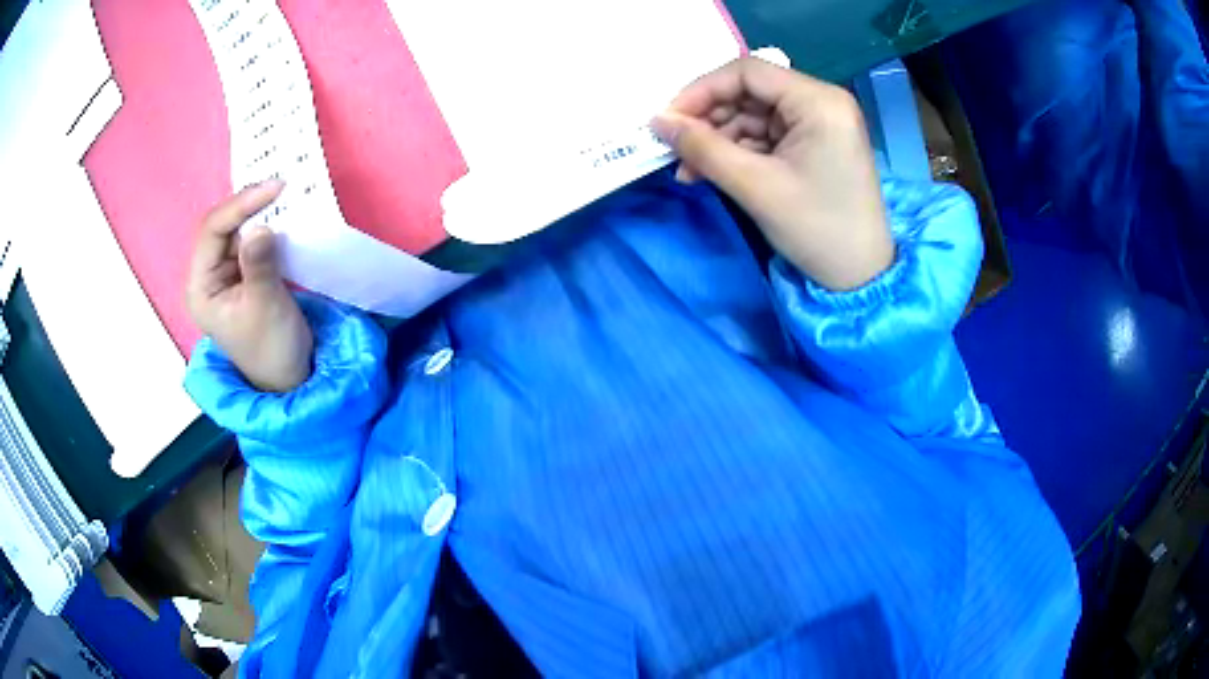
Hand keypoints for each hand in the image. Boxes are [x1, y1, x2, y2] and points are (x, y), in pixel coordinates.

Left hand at [186, 181, 312, 391]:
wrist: (289, 377)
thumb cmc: (271, 349)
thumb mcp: (266, 307)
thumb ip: (260, 266)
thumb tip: (260, 227)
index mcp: (201, 287)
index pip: (212, 232)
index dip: (240, 205)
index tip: (274, 188)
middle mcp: (208, 274)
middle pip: (222, 225)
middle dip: (249, 204)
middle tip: (281, 185)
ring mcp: (226, 272)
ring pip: (239, 229)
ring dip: (261, 211)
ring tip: (286, 194)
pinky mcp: (244, 271)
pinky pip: (253, 239)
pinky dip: (269, 224)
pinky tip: (285, 214)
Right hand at [652, 57, 893, 290]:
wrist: (861, 277)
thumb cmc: (816, 228)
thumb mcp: (755, 186)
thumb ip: (702, 148)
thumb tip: (657, 120)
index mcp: (818, 101)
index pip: (748, 72)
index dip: (701, 90)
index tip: (668, 119)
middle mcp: (821, 101)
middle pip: (750, 93)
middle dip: (709, 120)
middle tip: (676, 150)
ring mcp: (819, 123)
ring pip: (754, 116)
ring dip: (719, 140)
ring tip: (690, 171)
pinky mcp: (814, 144)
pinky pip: (767, 136)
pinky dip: (738, 152)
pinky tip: (713, 172)